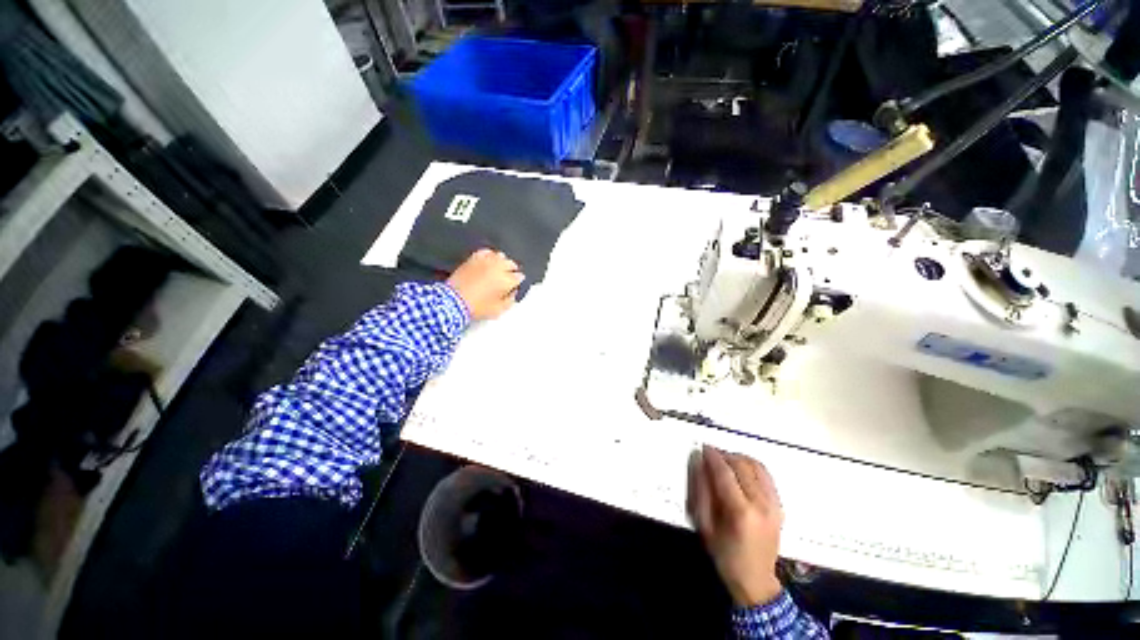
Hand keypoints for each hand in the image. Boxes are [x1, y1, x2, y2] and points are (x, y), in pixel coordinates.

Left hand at [446, 249, 524, 320]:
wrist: (454, 301)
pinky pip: (486, 252)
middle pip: (511, 264)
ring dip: (502, 262)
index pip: (519, 277)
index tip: (514, 286)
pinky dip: (490, 256)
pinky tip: (489, 261)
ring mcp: (485, 261)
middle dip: (512, 271)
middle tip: (508, 278)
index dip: (517, 282)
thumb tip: (513, 293)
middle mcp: (498, 267)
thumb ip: (510, 300)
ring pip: (500, 256)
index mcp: (506, 280)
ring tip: (499, 269)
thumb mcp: (498, 310)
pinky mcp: (474, 258)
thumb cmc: (477, 307)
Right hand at [688, 445, 783, 606]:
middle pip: (741, 465)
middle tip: (710, 455)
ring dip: (737, 458)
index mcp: (741, 512)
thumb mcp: (705, 526)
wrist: (756, 580)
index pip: (725, 473)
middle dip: (724, 455)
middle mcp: (761, 504)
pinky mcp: (779, 505)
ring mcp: (774, 504)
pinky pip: (765, 474)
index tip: (702, 447)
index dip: (713, 457)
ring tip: (724, 461)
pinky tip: (740, 469)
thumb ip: (700, 492)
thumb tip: (698, 463)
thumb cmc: (725, 555)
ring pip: (755, 465)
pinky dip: (751, 465)